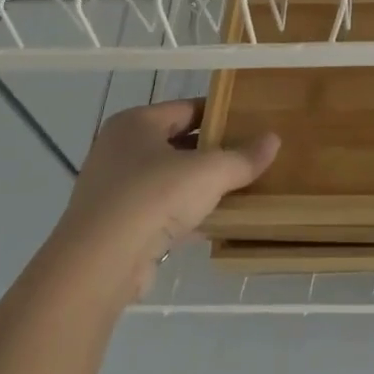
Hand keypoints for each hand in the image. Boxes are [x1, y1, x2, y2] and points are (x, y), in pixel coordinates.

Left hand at [53, 99, 278, 302]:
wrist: (99, 264)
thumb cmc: (152, 197)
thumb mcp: (209, 172)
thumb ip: (243, 157)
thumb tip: (274, 139)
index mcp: (135, 123)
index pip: (186, 108)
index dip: (220, 113)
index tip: (251, 122)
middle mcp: (119, 150)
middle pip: (177, 143)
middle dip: (212, 152)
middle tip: (250, 156)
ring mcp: (114, 190)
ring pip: (168, 180)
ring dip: (199, 186)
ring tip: (239, 189)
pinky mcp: (115, 227)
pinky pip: (160, 212)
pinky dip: (185, 215)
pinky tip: (214, 223)